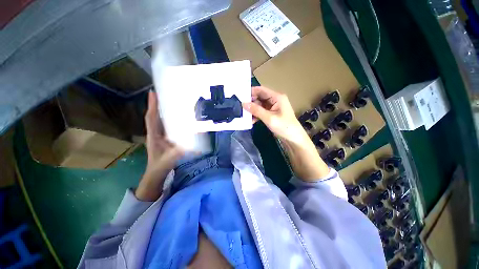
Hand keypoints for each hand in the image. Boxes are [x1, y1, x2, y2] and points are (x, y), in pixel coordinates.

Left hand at [135, 91, 183, 200]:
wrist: (156, 173)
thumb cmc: (159, 167)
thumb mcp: (168, 160)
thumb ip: (177, 153)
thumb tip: (190, 145)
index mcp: (154, 136)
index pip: (152, 118)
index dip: (152, 106)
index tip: (153, 92)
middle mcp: (156, 133)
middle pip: (155, 116)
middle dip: (158, 104)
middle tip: (165, 93)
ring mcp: (160, 135)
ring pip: (160, 120)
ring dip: (164, 110)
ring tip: (171, 101)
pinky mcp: (165, 138)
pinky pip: (167, 125)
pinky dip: (170, 119)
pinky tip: (178, 117)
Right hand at [242, 86, 307, 144]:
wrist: (293, 139)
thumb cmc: (284, 127)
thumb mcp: (269, 118)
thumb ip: (256, 110)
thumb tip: (243, 103)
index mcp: (277, 97)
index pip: (261, 90)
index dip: (251, 92)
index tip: (240, 96)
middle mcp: (274, 100)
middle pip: (259, 97)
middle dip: (250, 102)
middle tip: (240, 107)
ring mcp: (273, 107)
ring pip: (259, 105)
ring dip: (252, 110)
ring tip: (244, 115)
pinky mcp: (271, 114)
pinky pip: (261, 112)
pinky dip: (256, 115)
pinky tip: (250, 120)